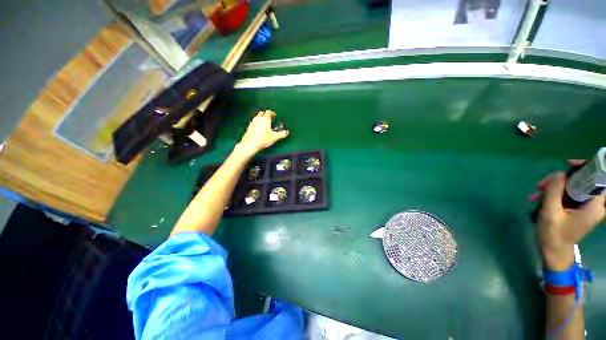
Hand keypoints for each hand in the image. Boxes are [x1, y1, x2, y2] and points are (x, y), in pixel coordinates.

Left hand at [238, 110, 288, 153]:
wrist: (250, 144)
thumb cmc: (263, 139)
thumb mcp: (274, 137)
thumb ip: (281, 134)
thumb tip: (287, 132)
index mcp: (265, 119)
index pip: (269, 112)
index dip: (272, 113)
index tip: (275, 116)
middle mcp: (258, 119)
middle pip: (262, 113)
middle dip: (266, 114)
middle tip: (270, 119)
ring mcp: (252, 122)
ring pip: (257, 117)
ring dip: (261, 119)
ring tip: (265, 124)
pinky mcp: (249, 127)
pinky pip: (254, 122)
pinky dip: (257, 123)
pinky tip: (259, 129)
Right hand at [529, 160, 605, 269]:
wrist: (554, 252)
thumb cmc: (554, 235)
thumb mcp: (551, 212)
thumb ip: (555, 191)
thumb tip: (559, 173)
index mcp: (594, 206)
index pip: (598, 179)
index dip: (587, 167)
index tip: (569, 164)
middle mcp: (594, 204)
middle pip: (581, 181)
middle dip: (560, 180)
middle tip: (541, 185)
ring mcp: (585, 207)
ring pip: (572, 187)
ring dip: (553, 187)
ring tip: (536, 194)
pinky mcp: (577, 209)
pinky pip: (568, 195)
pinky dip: (554, 194)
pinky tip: (539, 198)